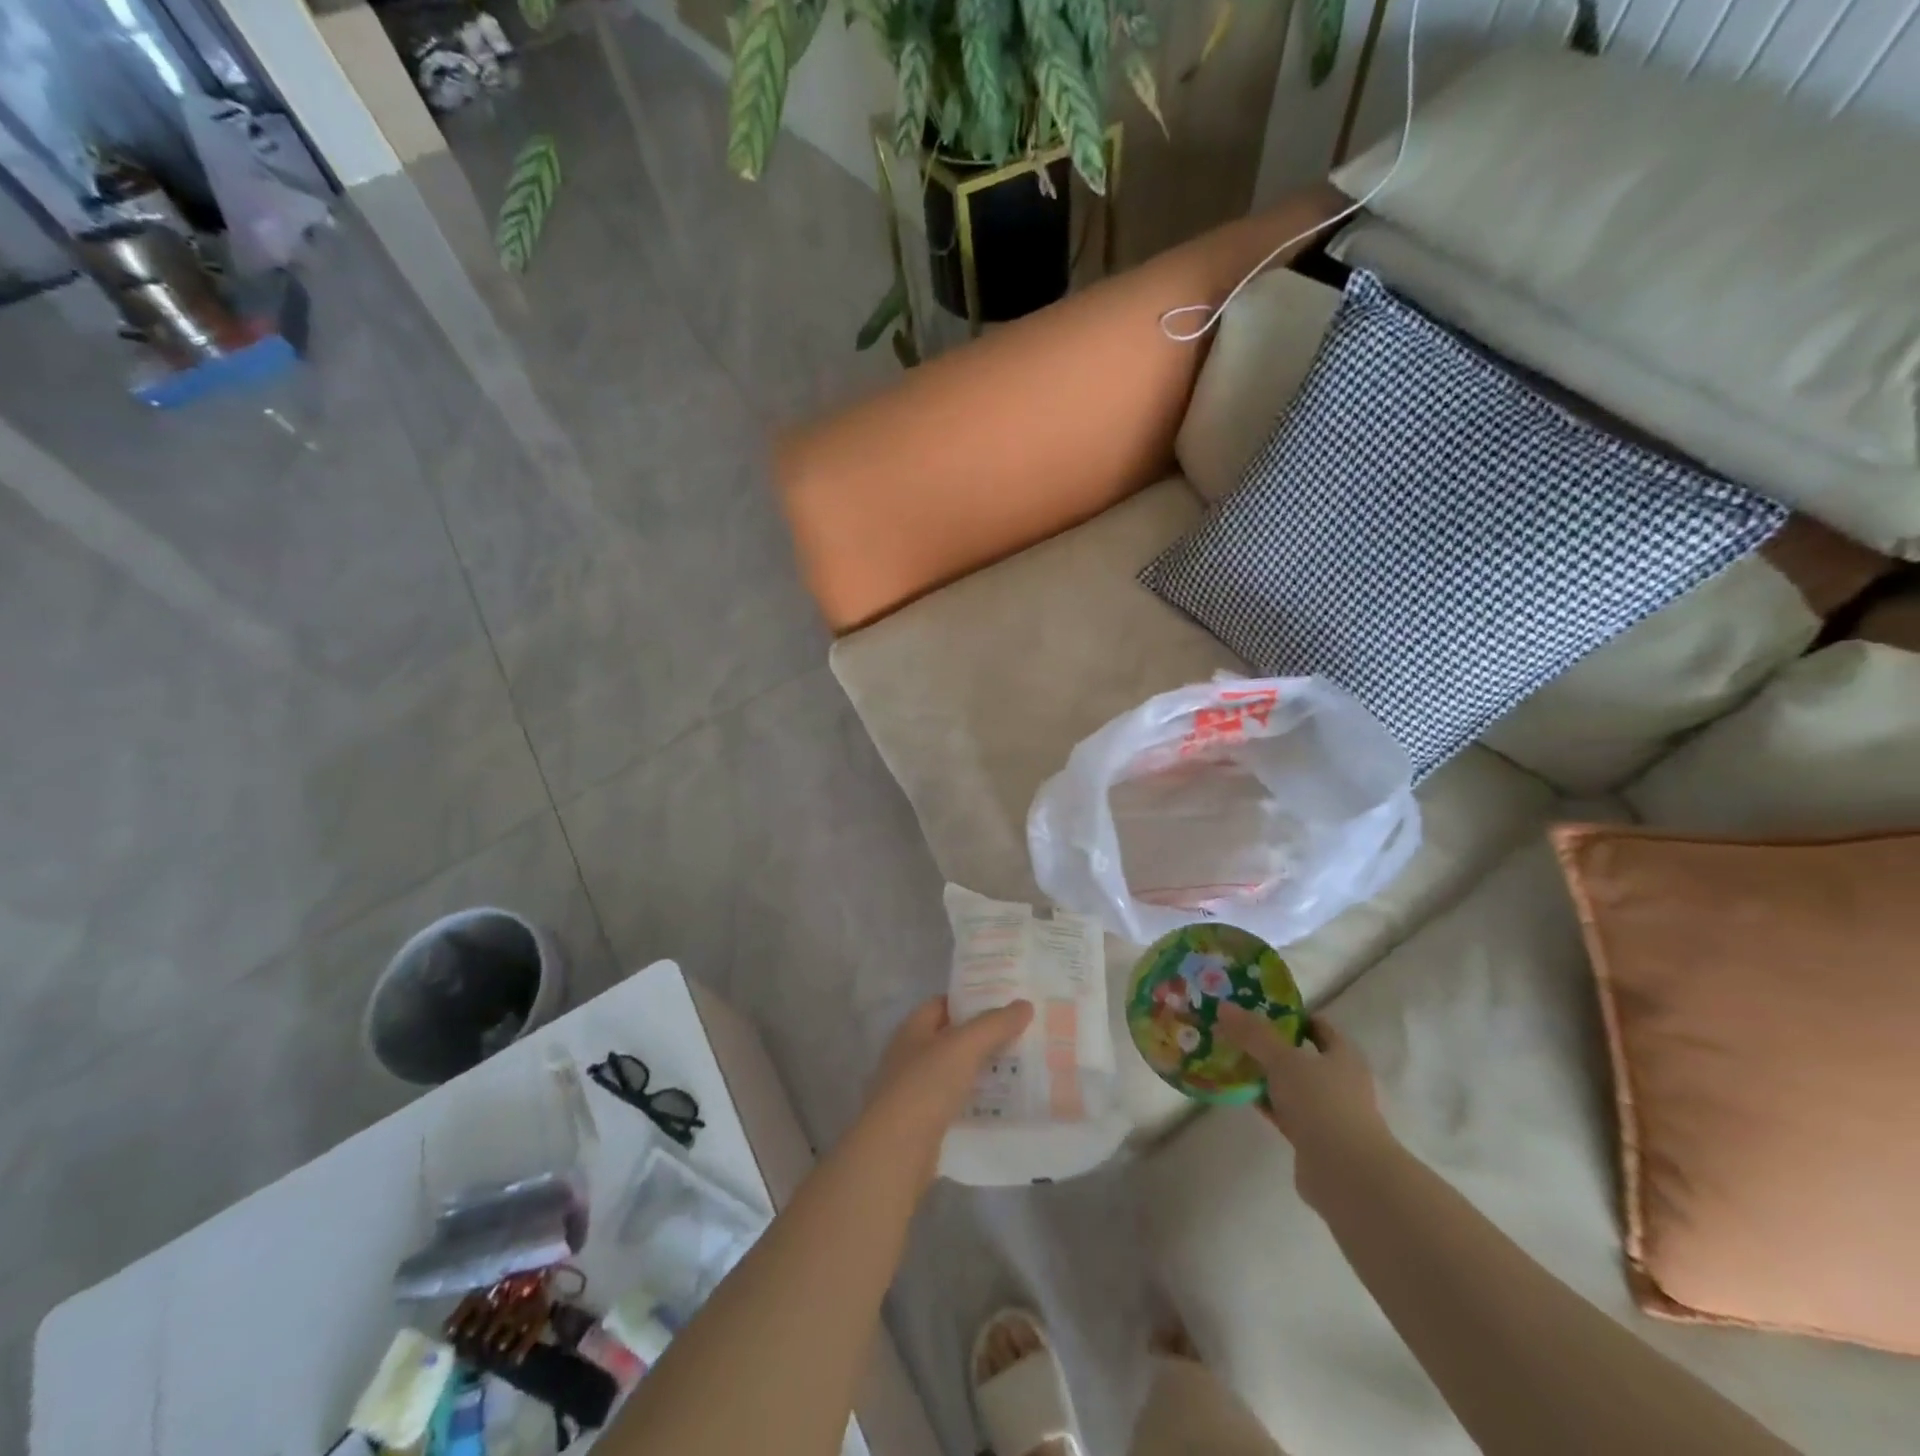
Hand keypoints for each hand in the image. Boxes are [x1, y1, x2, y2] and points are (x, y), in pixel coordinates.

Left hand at [862, 998, 1033, 1172]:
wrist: (895, 1153)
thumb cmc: (925, 1086)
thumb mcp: (963, 1047)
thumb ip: (994, 1024)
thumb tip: (1024, 1004)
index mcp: (913, 1029)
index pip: (945, 1003)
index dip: (973, 1000)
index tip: (1007, 1001)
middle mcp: (912, 1055)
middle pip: (953, 1037)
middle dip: (985, 1035)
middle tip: (1024, 1033)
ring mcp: (917, 1090)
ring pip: (957, 1071)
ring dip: (984, 1068)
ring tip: (1023, 1065)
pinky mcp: (926, 1122)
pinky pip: (958, 1101)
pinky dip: (978, 1099)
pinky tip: (1005, 1102)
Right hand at [1215, 1004, 1393, 1206]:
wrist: (1346, 1175)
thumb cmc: (1322, 1104)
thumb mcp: (1283, 1060)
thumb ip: (1253, 1034)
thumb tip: (1224, 1006)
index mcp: (1344, 1056)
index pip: (1317, 1026)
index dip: (1289, 1016)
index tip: (1256, 1008)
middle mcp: (1340, 1081)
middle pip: (1301, 1055)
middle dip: (1269, 1045)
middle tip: (1235, 1032)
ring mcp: (1328, 1112)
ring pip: (1290, 1085)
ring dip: (1265, 1075)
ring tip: (1229, 1059)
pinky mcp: (1313, 1139)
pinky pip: (1283, 1111)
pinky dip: (1264, 1102)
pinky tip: (1239, 1093)